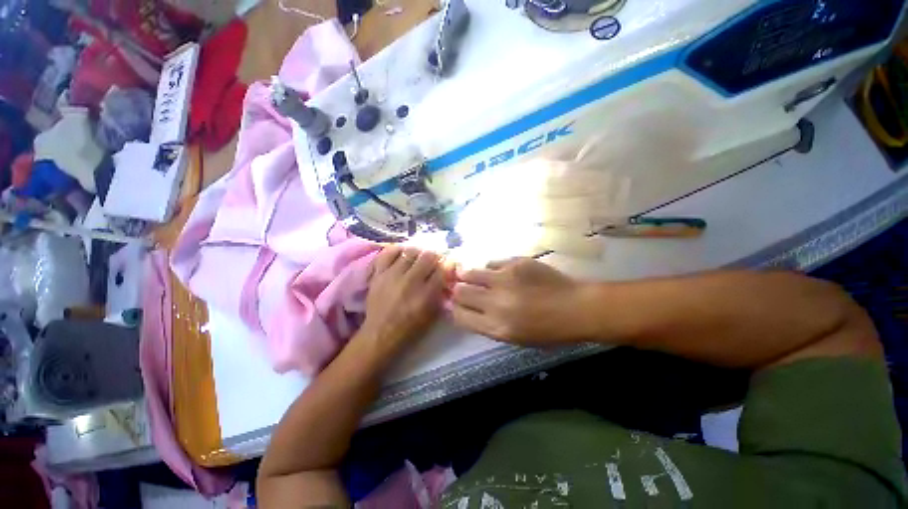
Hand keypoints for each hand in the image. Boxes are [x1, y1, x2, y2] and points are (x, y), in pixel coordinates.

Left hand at [359, 246, 445, 355]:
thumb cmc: (411, 327)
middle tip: (434, 261)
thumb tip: (447, 273)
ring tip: (419, 258)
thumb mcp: (433, 313)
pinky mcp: (379, 273)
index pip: (443, 269)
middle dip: (435, 256)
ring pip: (411, 251)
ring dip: (419, 253)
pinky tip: (402, 254)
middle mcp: (410, 281)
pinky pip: (389, 252)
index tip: (448, 264)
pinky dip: (398, 250)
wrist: (381, 333)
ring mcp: (392, 275)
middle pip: (428, 256)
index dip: (448, 264)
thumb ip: (441, 292)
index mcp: (426, 294)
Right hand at [451, 258, 589, 344]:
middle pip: (461, 292)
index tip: (453, 303)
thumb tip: (464, 309)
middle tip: (461, 287)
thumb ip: (486, 323)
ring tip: (473, 275)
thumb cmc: (546, 330)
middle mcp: (496, 303)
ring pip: (471, 273)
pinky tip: (499, 272)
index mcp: (496, 327)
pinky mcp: (515, 263)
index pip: (460, 316)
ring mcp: (505, 280)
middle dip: (457, 290)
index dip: (453, 308)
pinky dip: (490, 268)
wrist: (575, 308)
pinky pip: (491, 263)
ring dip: (468, 275)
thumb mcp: (514, 337)